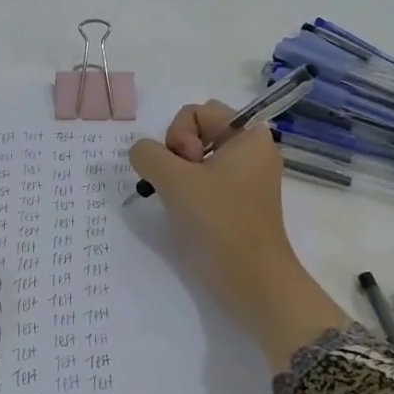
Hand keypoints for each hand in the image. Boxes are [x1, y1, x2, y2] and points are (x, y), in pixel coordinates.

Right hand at [129, 102, 348, 369]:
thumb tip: (142, 153)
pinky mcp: (237, 201)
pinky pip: (203, 180)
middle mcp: (251, 150)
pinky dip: (188, 191)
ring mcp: (245, 177)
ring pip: (194, 159)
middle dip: (176, 155)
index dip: (179, 136)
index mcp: (249, 135)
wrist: (252, 281)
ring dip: (177, 176)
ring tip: (183, 202)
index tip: (186, 168)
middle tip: (182, 186)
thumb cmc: (219, 222)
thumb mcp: (174, 180)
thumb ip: (147, 154)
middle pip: (195, 133)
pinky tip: (186, 213)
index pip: (195, 112)